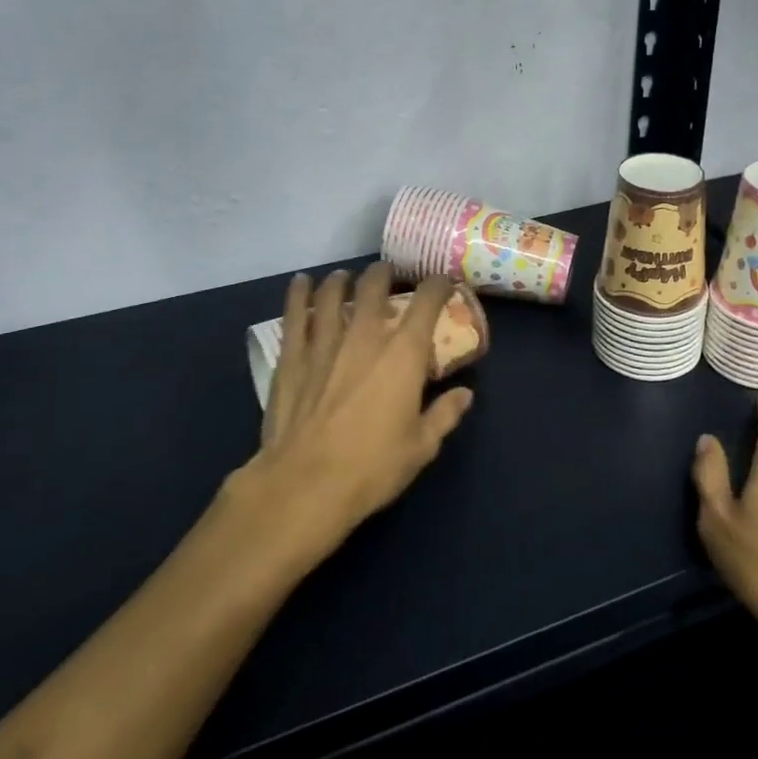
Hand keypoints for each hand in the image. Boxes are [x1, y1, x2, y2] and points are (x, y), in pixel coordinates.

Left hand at [228, 263, 473, 573]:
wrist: (305, 484)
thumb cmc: (372, 467)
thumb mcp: (421, 447)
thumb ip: (445, 415)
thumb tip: (465, 394)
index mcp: (404, 355)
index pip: (426, 303)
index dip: (438, 286)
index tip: (443, 282)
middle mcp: (365, 337)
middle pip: (374, 288)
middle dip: (384, 274)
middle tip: (388, 273)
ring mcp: (325, 344)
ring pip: (333, 296)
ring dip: (342, 281)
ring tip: (345, 276)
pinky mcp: (292, 358)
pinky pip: (295, 316)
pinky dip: (298, 294)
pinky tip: (301, 282)